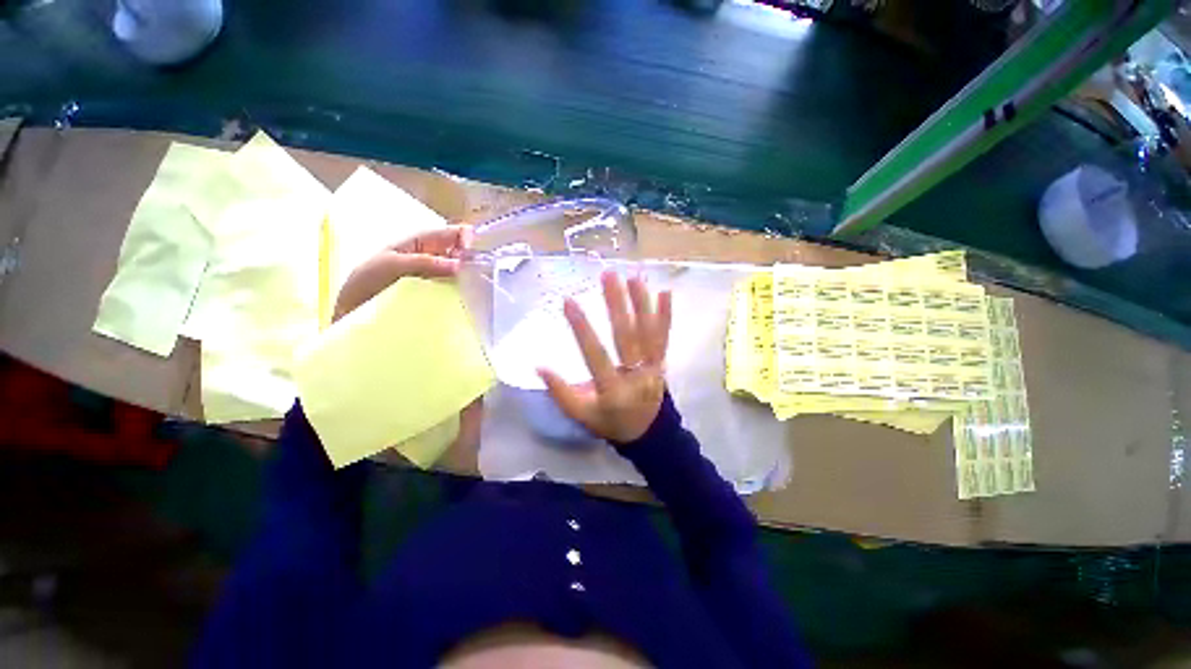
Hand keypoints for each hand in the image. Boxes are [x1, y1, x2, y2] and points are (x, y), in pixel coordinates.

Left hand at [333, 226, 472, 320]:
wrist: (353, 306)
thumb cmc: (366, 278)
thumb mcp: (393, 264)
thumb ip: (425, 262)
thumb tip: (459, 265)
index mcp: (422, 241)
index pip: (453, 232)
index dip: (468, 238)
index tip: (472, 254)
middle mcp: (432, 255)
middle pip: (462, 251)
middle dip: (474, 259)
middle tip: (482, 273)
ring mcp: (435, 274)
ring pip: (461, 270)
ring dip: (471, 276)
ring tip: (478, 287)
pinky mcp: (436, 291)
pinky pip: (455, 287)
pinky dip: (464, 290)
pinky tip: (468, 298)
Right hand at [538, 271, 672, 443]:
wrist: (648, 434)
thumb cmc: (610, 423)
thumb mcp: (581, 416)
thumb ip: (561, 393)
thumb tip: (539, 367)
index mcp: (612, 391)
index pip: (595, 355)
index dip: (581, 328)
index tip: (568, 301)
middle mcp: (636, 375)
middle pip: (626, 336)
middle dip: (616, 304)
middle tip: (607, 275)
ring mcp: (653, 367)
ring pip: (648, 332)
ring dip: (641, 302)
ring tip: (633, 276)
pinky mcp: (663, 362)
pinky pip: (665, 337)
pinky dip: (666, 314)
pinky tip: (665, 292)